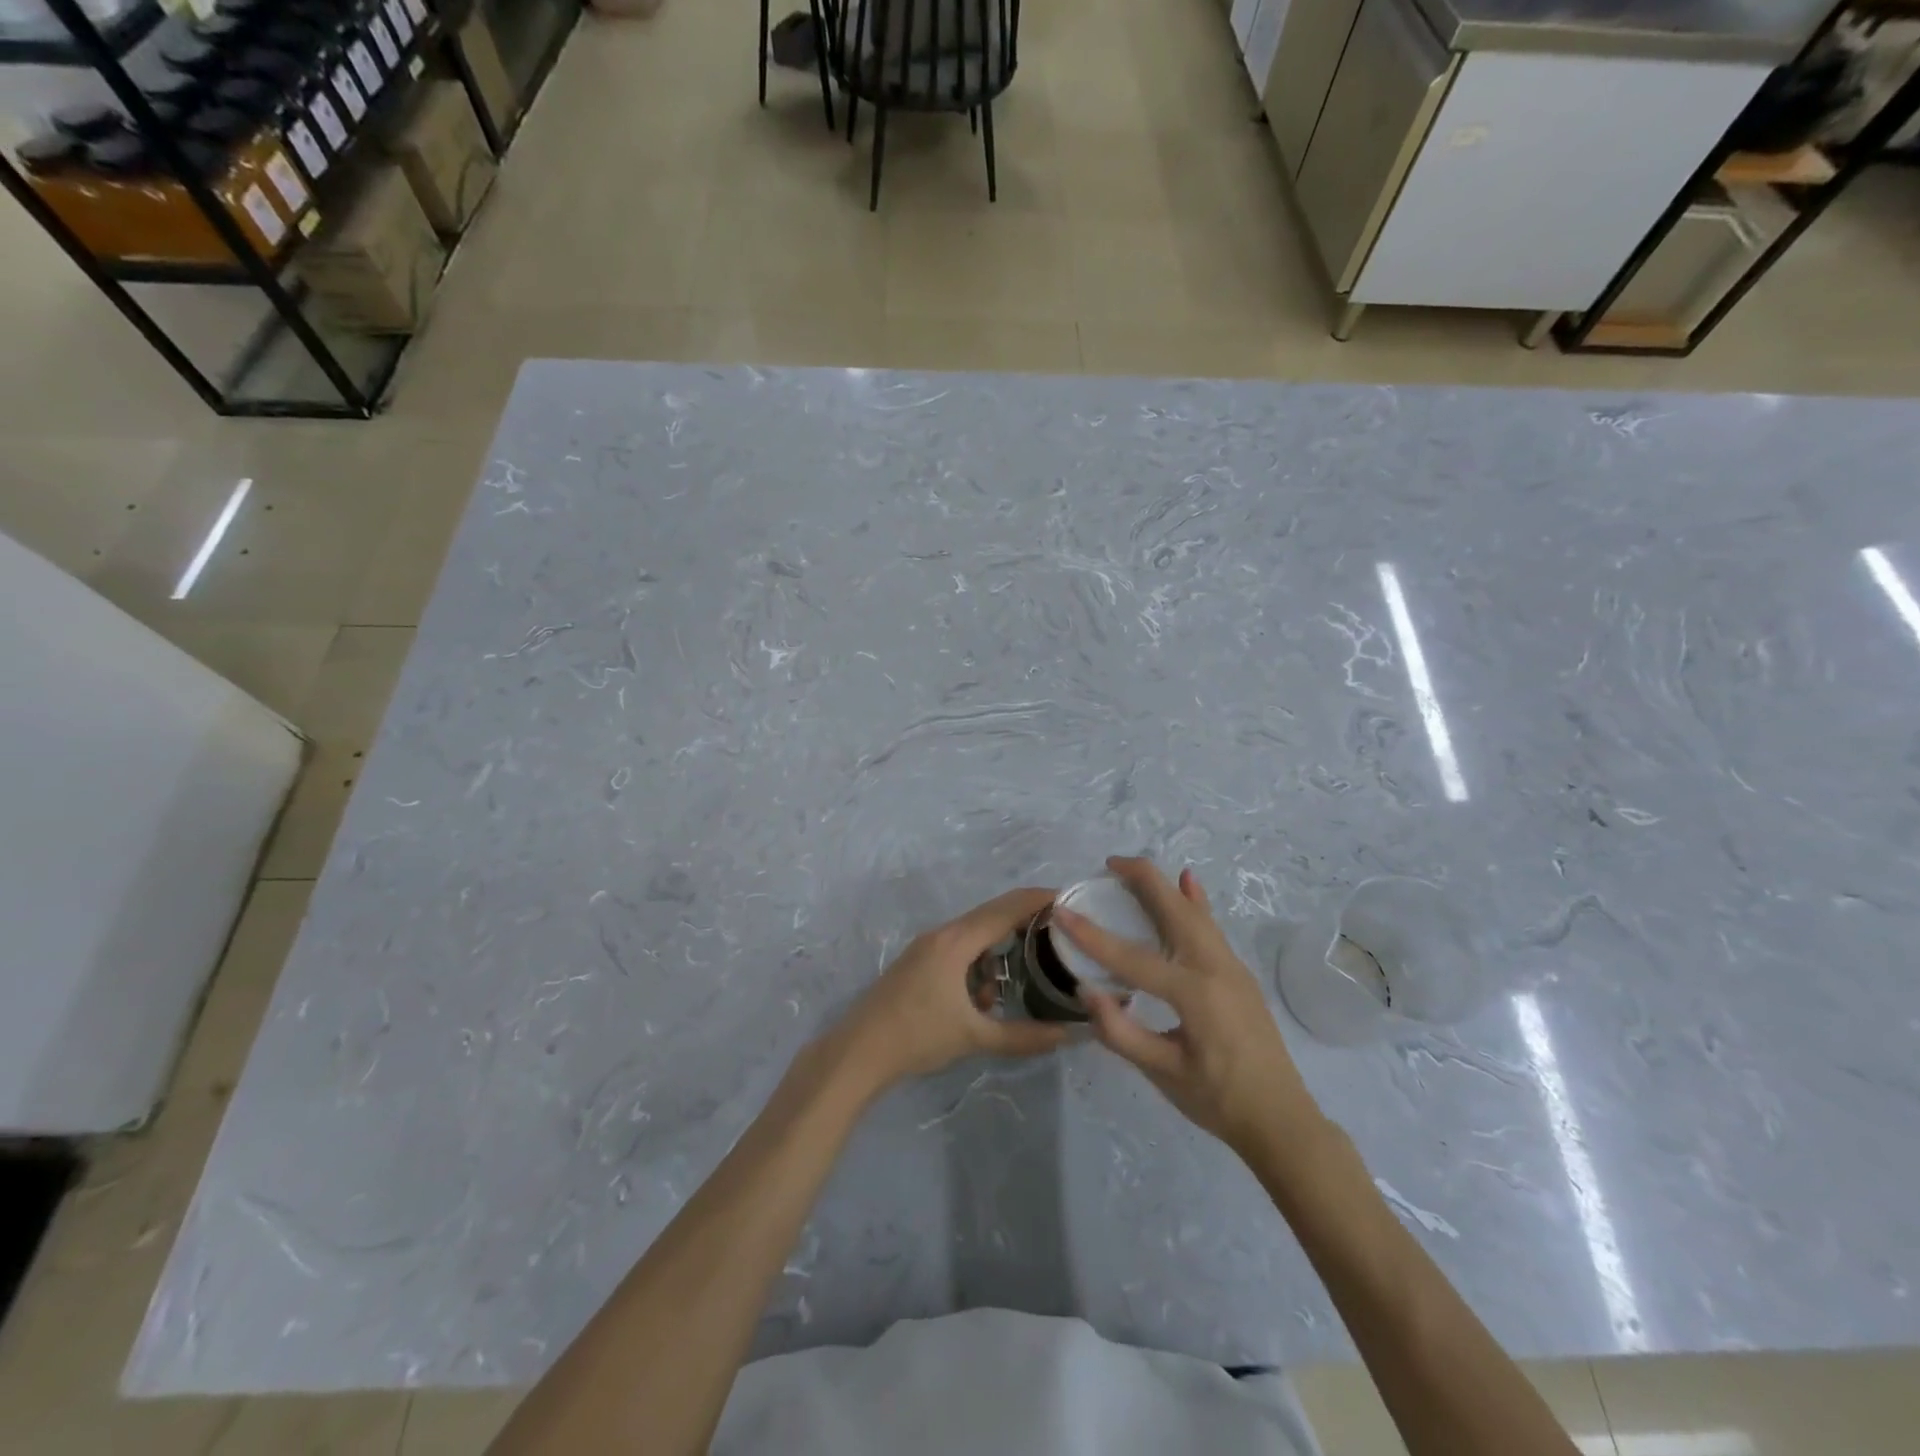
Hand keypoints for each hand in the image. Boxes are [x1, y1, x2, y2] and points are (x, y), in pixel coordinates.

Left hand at [833, 887, 1071, 1093]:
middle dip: (1026, 922)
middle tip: (1060, 935)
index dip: (1040, 900)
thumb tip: (1069, 1035)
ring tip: (1018, 983)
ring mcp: (927, 946)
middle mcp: (943, 934)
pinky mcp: (919, 962)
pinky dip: (978, 965)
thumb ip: (1024, 1036)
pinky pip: (959, 950)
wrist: (858, 1052)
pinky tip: (982, 1001)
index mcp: (957, 941)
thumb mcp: (975, 1037)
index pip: (1007, 908)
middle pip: (992, 915)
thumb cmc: (917, 1037)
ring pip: (975, 935)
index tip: (1072, 900)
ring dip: (999, 953)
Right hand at [1056, 857, 1320, 1157]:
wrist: (1281, 1120)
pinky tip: (1189, 880)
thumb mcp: (1163, 1073)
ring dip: (1163, 886)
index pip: (1131, 957)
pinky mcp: (1237, 972)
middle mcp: (1214, 967)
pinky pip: (1210, 925)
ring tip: (1131, 871)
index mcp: (1193, 993)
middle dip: (1141, 879)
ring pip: (1193, 911)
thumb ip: (1121, 1031)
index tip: (1061, 911)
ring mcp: (1231, 966)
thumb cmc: (1218, 1100)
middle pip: (1173, 908)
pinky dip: (1195, 899)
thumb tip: (1085, 990)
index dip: (1091, 935)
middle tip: (1108, 865)